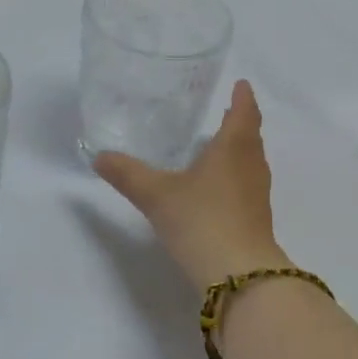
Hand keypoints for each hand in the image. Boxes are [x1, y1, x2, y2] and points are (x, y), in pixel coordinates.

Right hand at [94, 79, 286, 292]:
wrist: (239, 273)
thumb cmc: (201, 220)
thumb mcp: (156, 195)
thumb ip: (128, 174)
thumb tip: (99, 156)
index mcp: (233, 147)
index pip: (244, 112)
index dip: (243, 97)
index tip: (242, 84)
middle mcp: (252, 165)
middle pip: (251, 136)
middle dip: (240, 122)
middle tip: (227, 111)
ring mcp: (258, 194)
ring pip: (251, 161)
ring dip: (240, 150)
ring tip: (221, 145)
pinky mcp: (257, 219)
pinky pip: (247, 185)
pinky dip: (237, 176)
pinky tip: (218, 188)